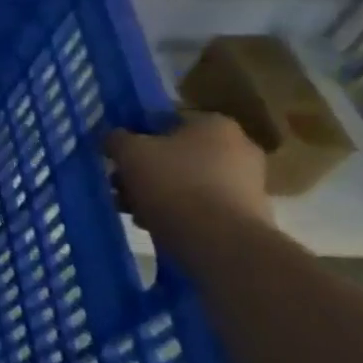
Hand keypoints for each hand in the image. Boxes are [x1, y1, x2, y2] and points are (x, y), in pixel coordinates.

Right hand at [107, 111, 270, 242]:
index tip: (117, 156)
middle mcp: (239, 147)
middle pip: (175, 154)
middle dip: (144, 169)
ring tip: (130, 209)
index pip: (165, 121)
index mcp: (214, 124)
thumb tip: (114, 138)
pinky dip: (178, 211)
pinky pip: (202, 205)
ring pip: (186, 181)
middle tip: (119, 185)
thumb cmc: (173, 183)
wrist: (220, 241)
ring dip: (157, 192)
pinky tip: (153, 224)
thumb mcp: (129, 152)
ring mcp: (247, 183)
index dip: (136, 137)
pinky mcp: (247, 215)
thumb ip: (116, 139)